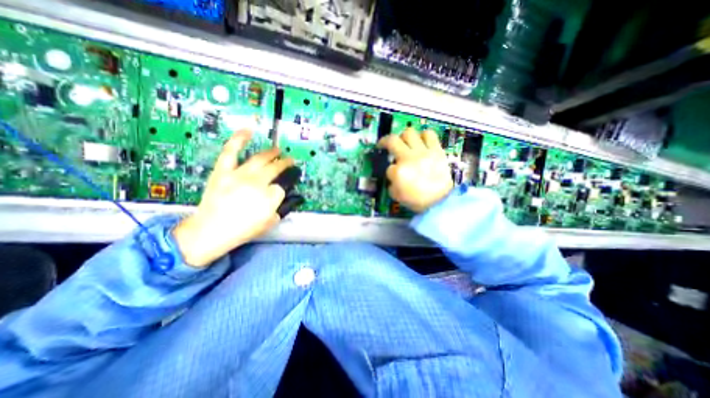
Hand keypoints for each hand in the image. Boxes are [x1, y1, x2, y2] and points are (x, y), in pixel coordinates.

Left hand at [173, 130, 293, 266]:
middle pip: (275, 168)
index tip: (282, 187)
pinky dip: (238, 139)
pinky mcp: (223, 171)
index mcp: (270, 196)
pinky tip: (248, 131)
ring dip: (271, 153)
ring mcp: (239, 174)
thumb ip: (281, 207)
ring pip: (260, 158)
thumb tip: (283, 194)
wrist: (210, 231)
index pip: (282, 186)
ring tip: (278, 150)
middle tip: (290, 160)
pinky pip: (231, 151)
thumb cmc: (243, 230)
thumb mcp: (270, 222)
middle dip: (285, 163)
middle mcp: (257, 182)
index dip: (283, 187)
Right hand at [380, 130, 451, 213]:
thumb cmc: (418, 201)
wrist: (441, 201)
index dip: (390, 172)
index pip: (389, 167)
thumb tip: (393, 175)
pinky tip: (421, 142)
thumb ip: (391, 184)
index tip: (394, 176)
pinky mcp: (436, 150)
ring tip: (405, 143)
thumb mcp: (397, 197)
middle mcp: (409, 158)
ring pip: (409, 133)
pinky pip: (429, 134)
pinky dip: (423, 136)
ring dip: (403, 137)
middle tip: (384, 145)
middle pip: (392, 140)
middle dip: (385, 142)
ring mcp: (423, 152)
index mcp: (399, 172)